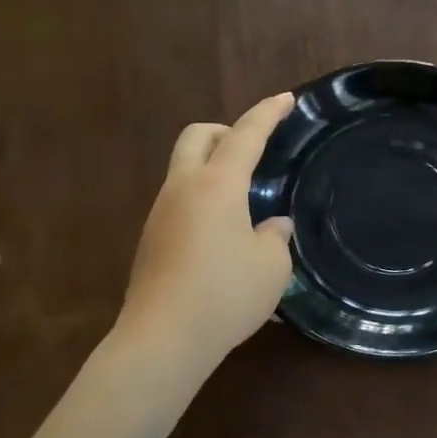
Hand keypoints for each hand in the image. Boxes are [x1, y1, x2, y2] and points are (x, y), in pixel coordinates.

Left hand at [117, 92, 295, 372]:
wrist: (163, 339)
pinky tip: (221, 235)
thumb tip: (272, 225)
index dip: (267, 113)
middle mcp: (182, 188)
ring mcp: (160, 213)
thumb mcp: (271, 267)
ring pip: (184, 169)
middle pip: (197, 136)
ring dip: (211, 168)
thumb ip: (276, 237)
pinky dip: (201, 199)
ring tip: (242, 201)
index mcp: (217, 184)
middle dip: (225, 131)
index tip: (285, 98)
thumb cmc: (225, 295)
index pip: (245, 135)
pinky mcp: (150, 240)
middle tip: (253, 151)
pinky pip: (178, 201)